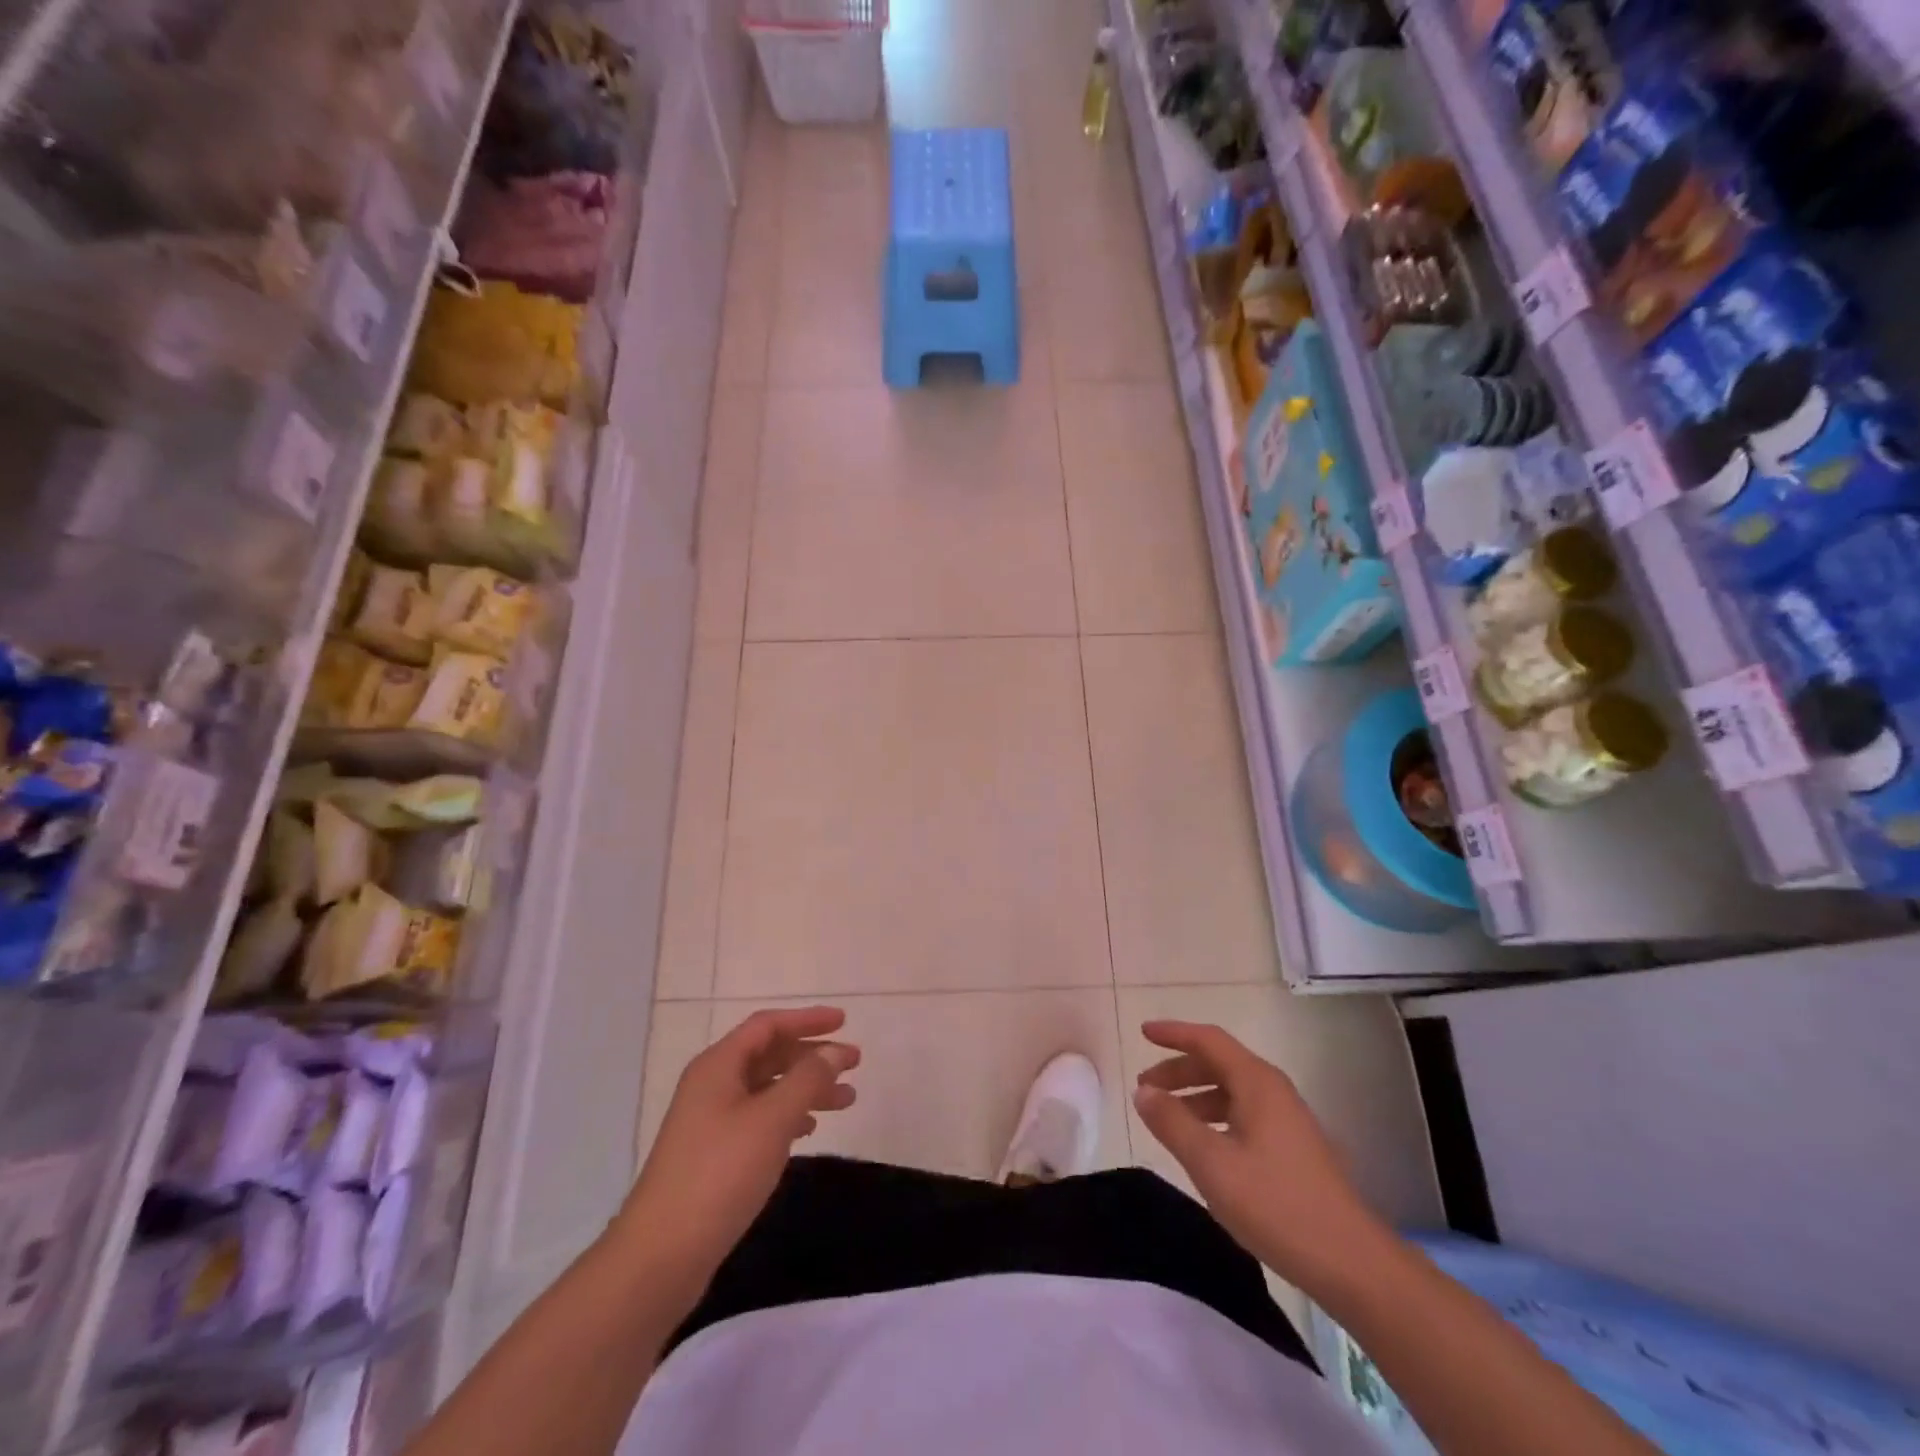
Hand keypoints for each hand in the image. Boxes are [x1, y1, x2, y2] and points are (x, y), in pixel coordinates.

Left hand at [619, 1007, 859, 1284]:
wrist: (660, 1256)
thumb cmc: (719, 1174)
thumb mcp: (772, 1119)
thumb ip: (808, 1079)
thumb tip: (835, 1051)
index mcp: (718, 1066)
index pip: (768, 1025)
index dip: (807, 1019)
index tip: (844, 1022)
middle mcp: (712, 1085)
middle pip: (769, 1055)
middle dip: (812, 1056)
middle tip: (854, 1063)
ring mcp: (710, 1121)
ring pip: (768, 1089)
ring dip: (806, 1089)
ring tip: (846, 1101)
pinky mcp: (713, 1155)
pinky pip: (759, 1119)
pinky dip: (788, 1116)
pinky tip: (809, 1130)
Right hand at [1132, 1020, 1391, 1294]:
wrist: (1352, 1263)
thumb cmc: (1277, 1205)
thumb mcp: (1212, 1164)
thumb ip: (1172, 1122)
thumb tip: (1143, 1091)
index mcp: (1257, 1083)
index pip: (1208, 1040)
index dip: (1174, 1033)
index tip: (1143, 1032)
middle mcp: (1273, 1091)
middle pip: (1219, 1064)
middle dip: (1179, 1070)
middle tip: (1145, 1088)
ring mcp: (1287, 1120)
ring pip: (1231, 1092)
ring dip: (1195, 1096)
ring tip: (1166, 1118)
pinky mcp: (1293, 1148)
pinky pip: (1243, 1114)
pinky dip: (1214, 1117)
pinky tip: (1203, 1146)